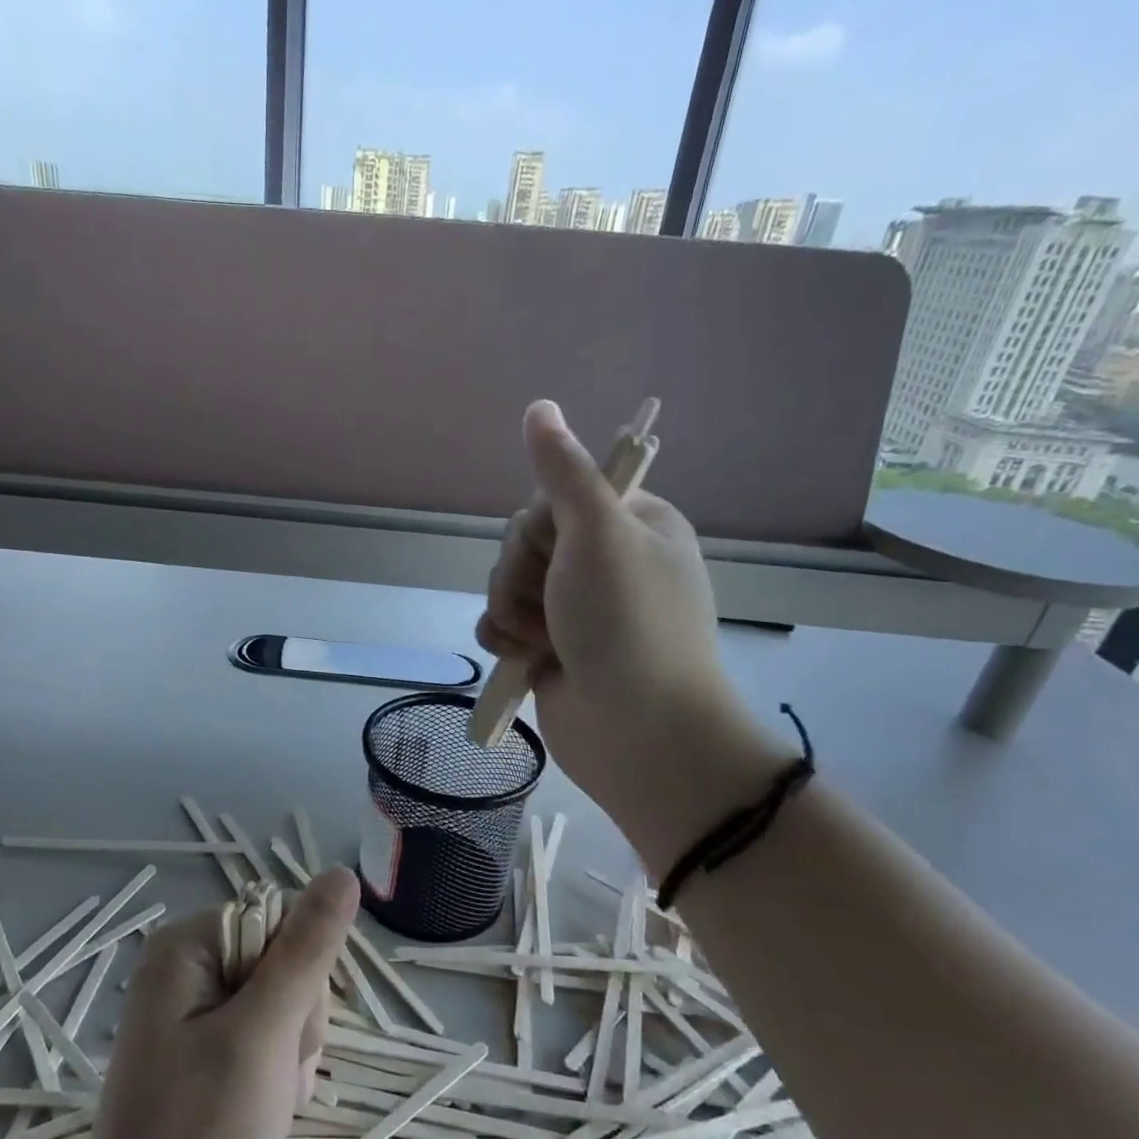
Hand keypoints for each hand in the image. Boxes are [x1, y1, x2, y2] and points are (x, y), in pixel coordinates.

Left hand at [51, 868, 358, 1138]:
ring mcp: (193, 1003)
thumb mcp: (262, 1036)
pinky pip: (266, 1031)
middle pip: (285, 960)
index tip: (286, 1037)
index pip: (284, 922)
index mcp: (189, 942)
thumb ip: (306, 952)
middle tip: (274, 1078)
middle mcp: (187, 961)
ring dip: (292, 1051)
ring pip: (284, 1000)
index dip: (302, 978)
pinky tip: (261, 1107)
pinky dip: (277, 1069)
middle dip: (297, 1021)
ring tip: (267, 1100)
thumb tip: (342, 873)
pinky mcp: (203, 1041)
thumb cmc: (197, 1138)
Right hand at [476, 400, 780, 856]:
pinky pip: (503, 623)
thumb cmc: (626, 625)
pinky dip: (505, 639)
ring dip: (511, 611)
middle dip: (522, 575)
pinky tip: (522, 659)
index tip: (557, 551)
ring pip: (508, 583)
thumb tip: (539, 406)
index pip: (555, 497)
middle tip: (552, 605)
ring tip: (541, 642)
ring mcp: (577, 609)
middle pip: (525, 542)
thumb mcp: (598, 535)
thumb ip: (563, 472)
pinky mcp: (551, 648)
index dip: (540, 525)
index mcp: (632, 525)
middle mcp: (605, 563)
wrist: (635, 732)